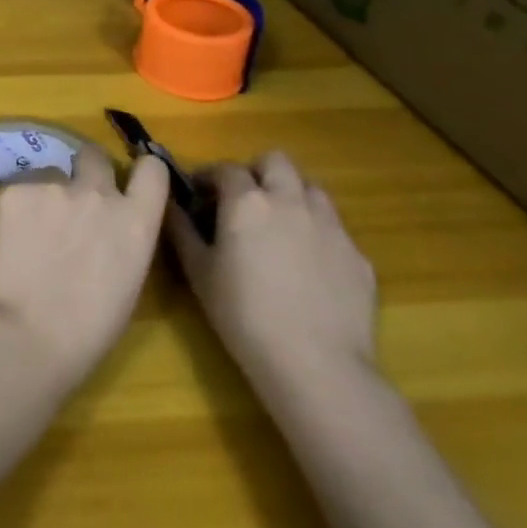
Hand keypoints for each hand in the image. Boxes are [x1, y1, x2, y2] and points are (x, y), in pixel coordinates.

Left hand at [0, 146, 169, 393]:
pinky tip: (5, 241)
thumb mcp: (125, 284)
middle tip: (69, 202)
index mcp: (135, 222)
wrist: (24, 335)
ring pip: (48, 175)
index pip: (152, 170)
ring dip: (43, 195)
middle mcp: (97, 193)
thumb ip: (121, 242)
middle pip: (94, 156)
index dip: (140, 172)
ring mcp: (52, 185)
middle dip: (85, 171)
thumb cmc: (85, 333)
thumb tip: (104, 232)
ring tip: (27, 233)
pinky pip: (15, 190)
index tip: (126, 182)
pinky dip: (12, 210)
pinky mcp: (12, 189)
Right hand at [165, 152, 376, 396]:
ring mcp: (331, 226)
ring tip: (279, 226)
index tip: (198, 194)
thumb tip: (168, 204)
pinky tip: (309, 267)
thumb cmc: (244, 315)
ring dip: (292, 195)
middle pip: (276, 162)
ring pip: (312, 188)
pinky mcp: (359, 256)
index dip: (209, 176)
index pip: (226, 169)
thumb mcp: (199, 273)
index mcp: (248, 201)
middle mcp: (291, 201)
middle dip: (257, 172)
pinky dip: (317, 234)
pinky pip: (335, 229)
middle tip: (243, 200)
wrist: (317, 365)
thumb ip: (181, 230)